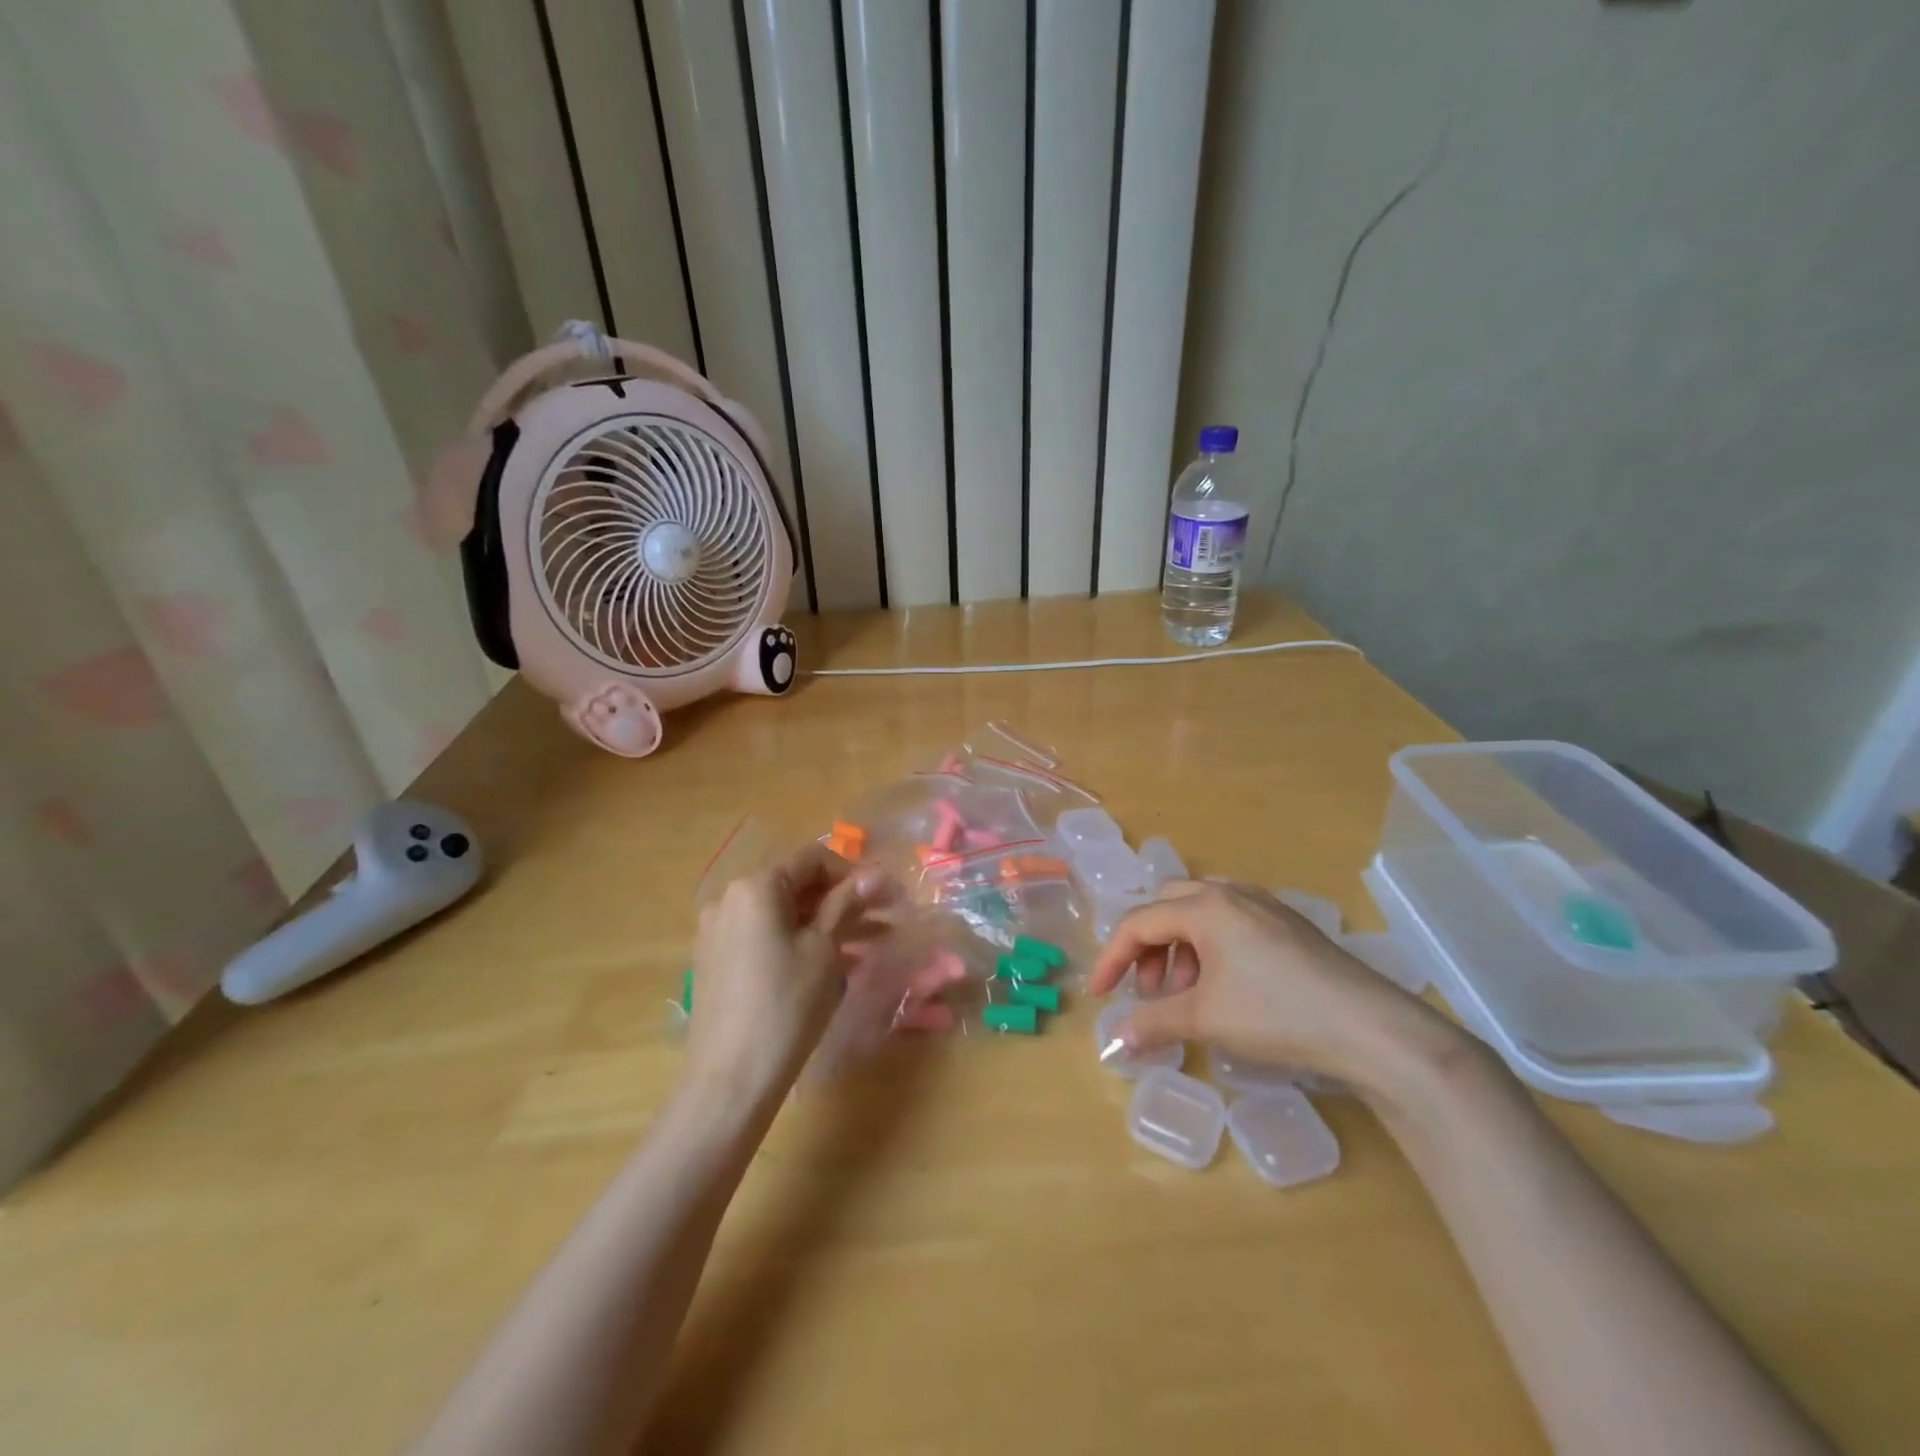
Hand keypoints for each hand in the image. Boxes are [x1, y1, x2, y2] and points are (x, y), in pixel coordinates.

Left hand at [686, 844, 898, 1109]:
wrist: (731, 1080)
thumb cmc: (786, 1004)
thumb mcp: (825, 949)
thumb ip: (847, 903)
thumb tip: (876, 873)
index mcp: (754, 887)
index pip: (811, 860)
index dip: (853, 873)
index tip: (885, 896)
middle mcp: (729, 900)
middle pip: (796, 886)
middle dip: (843, 899)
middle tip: (886, 917)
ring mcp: (719, 933)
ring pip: (784, 916)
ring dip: (827, 923)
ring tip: (873, 942)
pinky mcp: (718, 963)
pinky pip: (767, 938)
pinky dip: (801, 942)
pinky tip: (836, 962)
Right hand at [1087, 879, 1465, 1097]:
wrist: (1370, 1028)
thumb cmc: (1276, 1014)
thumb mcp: (1206, 1019)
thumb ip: (1154, 1022)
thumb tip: (1116, 1040)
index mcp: (1205, 907)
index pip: (1139, 923)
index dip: (1112, 958)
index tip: (1100, 995)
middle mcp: (1231, 894)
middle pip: (1167, 905)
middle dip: (1148, 946)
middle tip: (1150, 989)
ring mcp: (1264, 906)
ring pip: (1200, 911)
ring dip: (1180, 947)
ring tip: (1187, 993)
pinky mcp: (1289, 924)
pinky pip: (1231, 922)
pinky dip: (1210, 947)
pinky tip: (1225, 986)